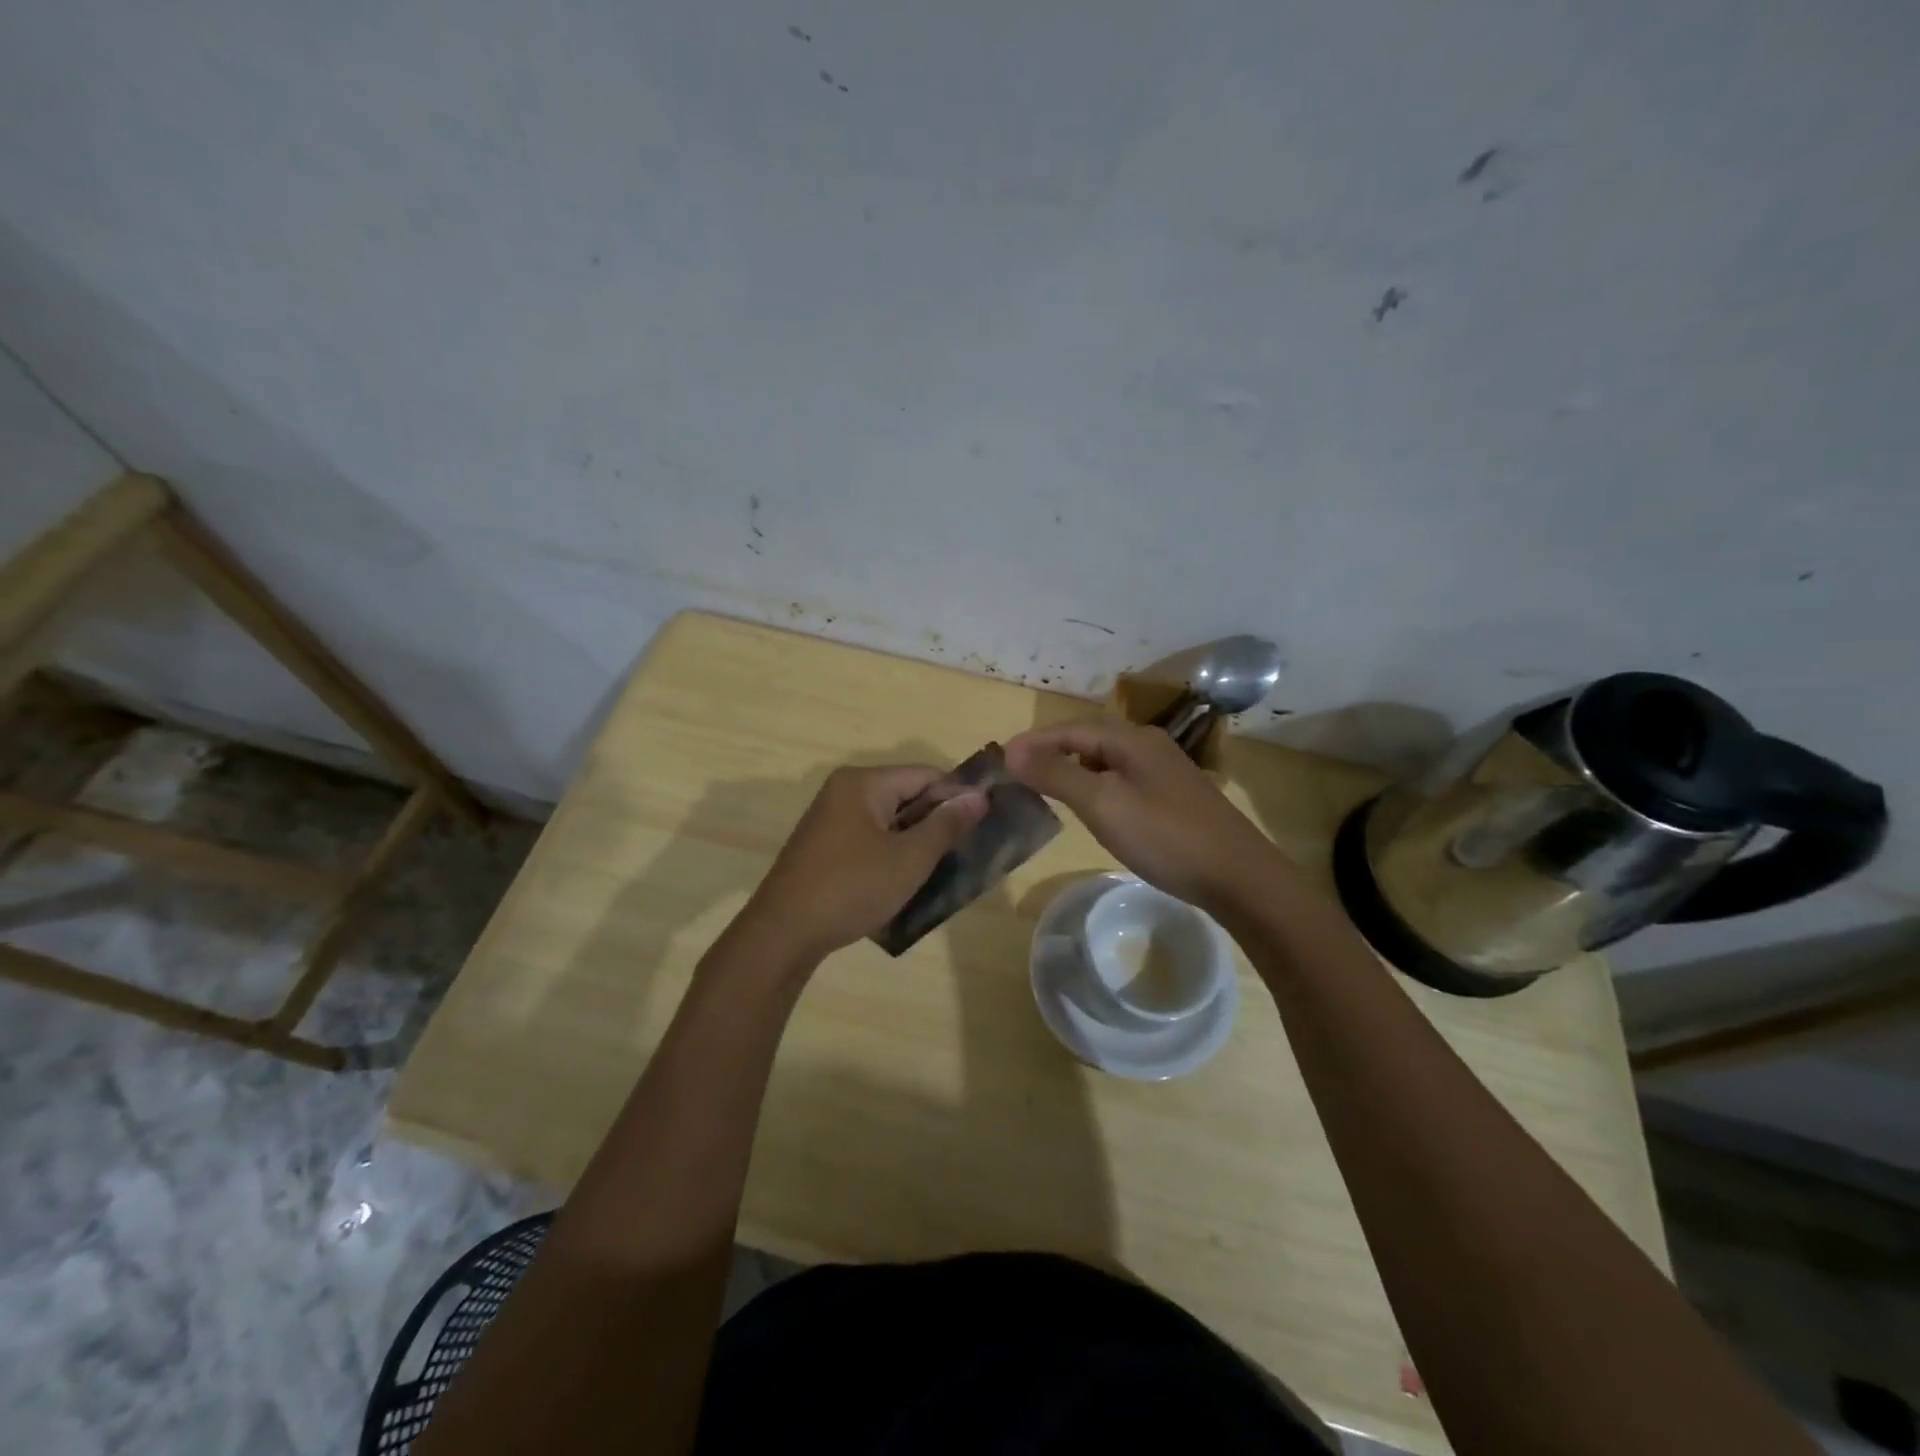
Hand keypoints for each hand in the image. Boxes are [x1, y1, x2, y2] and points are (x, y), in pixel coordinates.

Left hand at [738, 765, 987, 961]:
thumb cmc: (851, 888)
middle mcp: (845, 791)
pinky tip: (909, 879)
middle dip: (937, 820)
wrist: (784, 934)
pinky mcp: (826, 846)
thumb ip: (946, 824)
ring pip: (890, 820)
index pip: (925, 774)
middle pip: (907, 794)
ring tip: (945, 868)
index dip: (957, 796)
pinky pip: (872, 838)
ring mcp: (832, 819)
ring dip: (917, 840)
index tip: (984, 824)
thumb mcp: (909, 858)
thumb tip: (978, 796)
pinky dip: (893, 852)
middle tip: (968, 850)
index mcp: (863, 783)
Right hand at [1005, 717, 1283, 912]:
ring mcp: (1163, 771)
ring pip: (1105, 759)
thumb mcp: (1103, 804)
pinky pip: (1120, 779)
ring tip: (1042, 786)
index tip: (999, 759)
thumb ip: (1057, 775)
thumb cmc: (1165, 836)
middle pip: (1088, 739)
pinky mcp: (1172, 796)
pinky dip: (1094, 784)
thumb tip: (1013, 751)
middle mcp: (1148, 745)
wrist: (1238, 877)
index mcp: (1131, 739)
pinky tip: (1089, 806)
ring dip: (1071, 768)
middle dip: (1050, 751)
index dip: (1033, 742)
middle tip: (1016, 772)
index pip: (1070, 729)